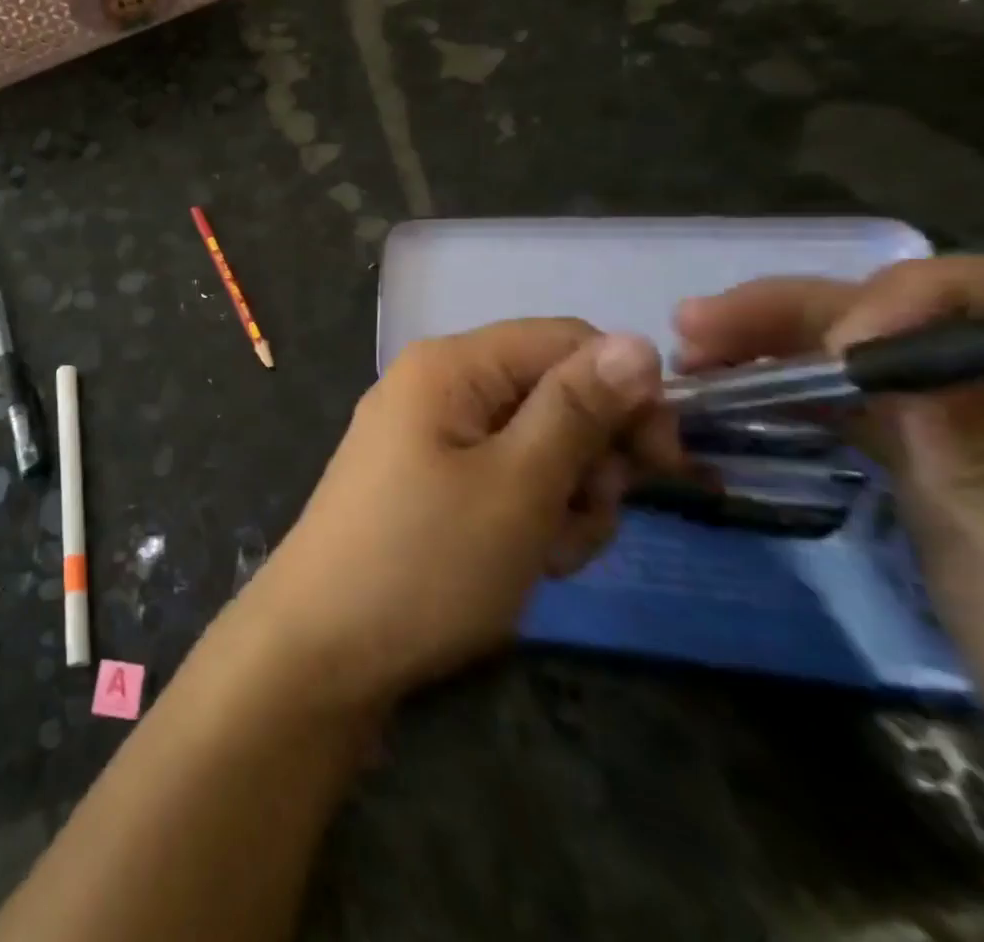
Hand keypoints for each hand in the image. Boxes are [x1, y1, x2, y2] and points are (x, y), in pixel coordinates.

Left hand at [242, 321, 682, 715]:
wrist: (324, 642)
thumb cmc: (426, 560)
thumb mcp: (518, 485)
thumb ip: (577, 410)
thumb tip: (638, 341)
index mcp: (449, 364)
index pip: (566, 340)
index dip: (625, 392)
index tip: (658, 465)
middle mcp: (435, 385)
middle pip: (552, 394)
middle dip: (590, 460)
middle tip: (583, 519)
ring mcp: (427, 434)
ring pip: (536, 445)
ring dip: (565, 500)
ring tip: (544, 555)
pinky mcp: (426, 480)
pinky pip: (501, 478)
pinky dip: (528, 518)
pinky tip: (522, 563)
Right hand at [676, 254, 983, 857]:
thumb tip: (885, 353)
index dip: (924, 301)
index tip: (834, 348)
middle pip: (925, 319)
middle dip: (808, 315)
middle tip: (698, 324)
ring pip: (877, 357)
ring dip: (780, 347)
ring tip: (695, 352)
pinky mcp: (950, 462)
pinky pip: (864, 405)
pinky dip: (795, 394)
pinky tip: (734, 394)